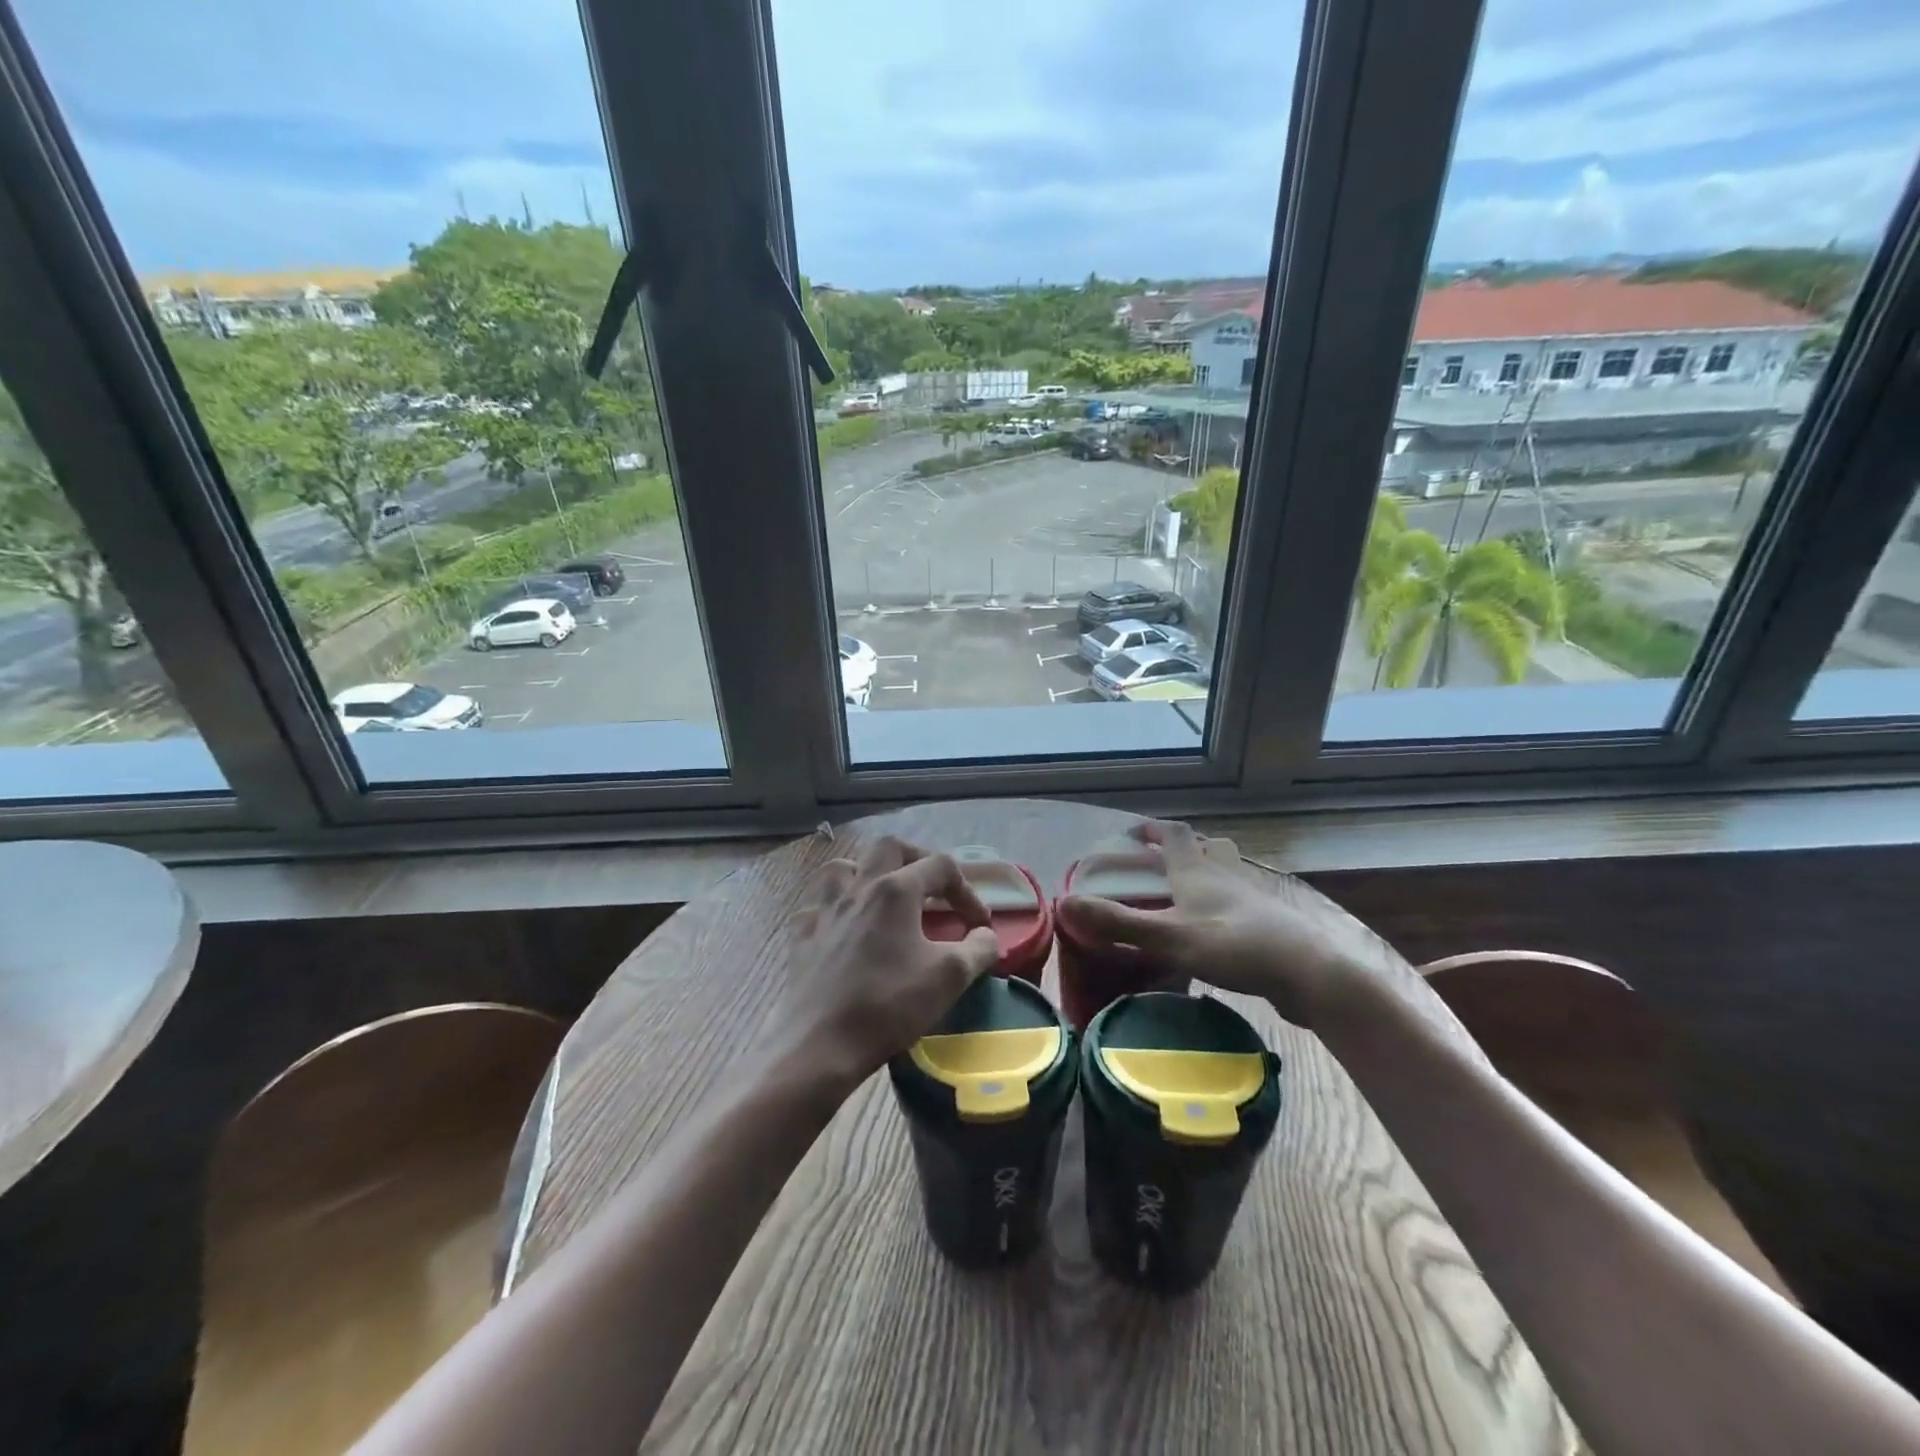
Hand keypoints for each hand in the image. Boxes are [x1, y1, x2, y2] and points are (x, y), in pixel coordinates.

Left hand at [763, 836, 1002, 1092]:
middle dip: (918, 859)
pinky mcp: (803, 937)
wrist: (821, 1044)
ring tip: (884, 897)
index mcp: (895, 890)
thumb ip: (979, 949)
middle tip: (933, 887)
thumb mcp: (951, 977)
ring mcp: (825, 911)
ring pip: (843, 868)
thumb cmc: (889, 1005)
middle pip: (889, 848)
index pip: (941, 866)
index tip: (978, 924)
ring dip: (868, 874)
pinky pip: (818, 908)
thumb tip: (985, 936)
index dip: (967, 890)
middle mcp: (858, 888)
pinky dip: (835, 910)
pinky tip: (844, 930)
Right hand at [1057, 819, 1409, 1027]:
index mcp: (1198, 871)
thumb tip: (1065, 904)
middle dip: (1182, 848)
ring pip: (1226, 874)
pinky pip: (1239, 905)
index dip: (1153, 829)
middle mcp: (1225, 876)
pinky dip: (1222, 907)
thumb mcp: (1168, 937)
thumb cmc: (1234, 946)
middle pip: (1206, 847)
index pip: (1174, 834)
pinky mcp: (1268, 926)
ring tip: (1186, 894)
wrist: (1308, 974)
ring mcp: (1251, 900)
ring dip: (1206, 874)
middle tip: (1160, 863)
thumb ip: (1118, 922)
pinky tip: (1213, 933)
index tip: (1131, 834)